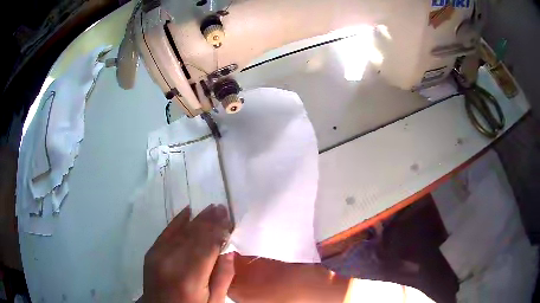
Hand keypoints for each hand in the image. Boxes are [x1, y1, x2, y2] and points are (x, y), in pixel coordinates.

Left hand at [142, 204, 234, 302]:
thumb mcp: (214, 302)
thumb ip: (222, 278)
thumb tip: (229, 252)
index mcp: (190, 278)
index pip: (207, 248)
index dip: (218, 231)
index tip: (229, 218)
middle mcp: (172, 263)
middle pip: (194, 237)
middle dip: (209, 221)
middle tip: (222, 208)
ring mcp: (158, 256)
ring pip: (181, 232)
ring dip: (197, 219)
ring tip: (211, 209)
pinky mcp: (151, 253)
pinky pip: (166, 233)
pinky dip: (177, 221)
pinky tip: (187, 211)